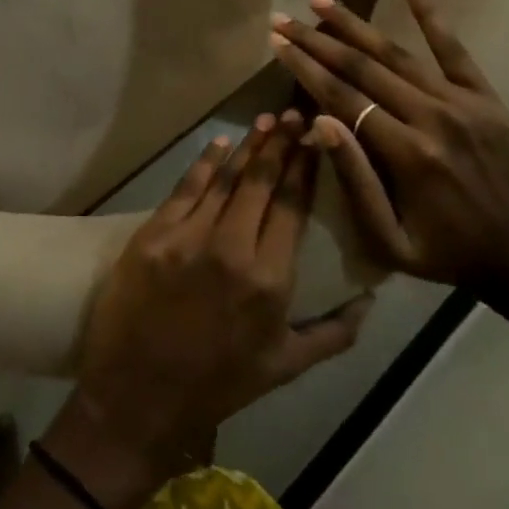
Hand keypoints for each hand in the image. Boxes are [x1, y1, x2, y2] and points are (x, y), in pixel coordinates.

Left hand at [69, 117, 368, 475]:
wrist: (138, 393)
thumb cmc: (217, 383)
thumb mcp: (284, 368)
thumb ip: (333, 334)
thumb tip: (370, 300)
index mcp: (269, 280)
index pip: (292, 207)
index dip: (304, 168)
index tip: (315, 140)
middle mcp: (232, 248)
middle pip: (261, 182)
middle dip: (280, 144)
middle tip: (293, 115)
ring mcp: (189, 237)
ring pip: (225, 178)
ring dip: (248, 146)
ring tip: (266, 120)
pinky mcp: (154, 232)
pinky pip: (185, 188)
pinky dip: (205, 163)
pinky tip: (220, 144)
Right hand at [267, 0, 508, 324]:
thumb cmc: (443, 252)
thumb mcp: (388, 240)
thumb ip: (353, 180)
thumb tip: (317, 120)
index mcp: (407, 154)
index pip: (343, 97)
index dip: (305, 68)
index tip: (275, 43)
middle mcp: (432, 118)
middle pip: (362, 69)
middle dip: (316, 41)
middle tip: (282, 19)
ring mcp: (462, 103)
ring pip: (397, 53)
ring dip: (354, 24)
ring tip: (319, 0)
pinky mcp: (485, 98)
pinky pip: (455, 50)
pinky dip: (432, 15)